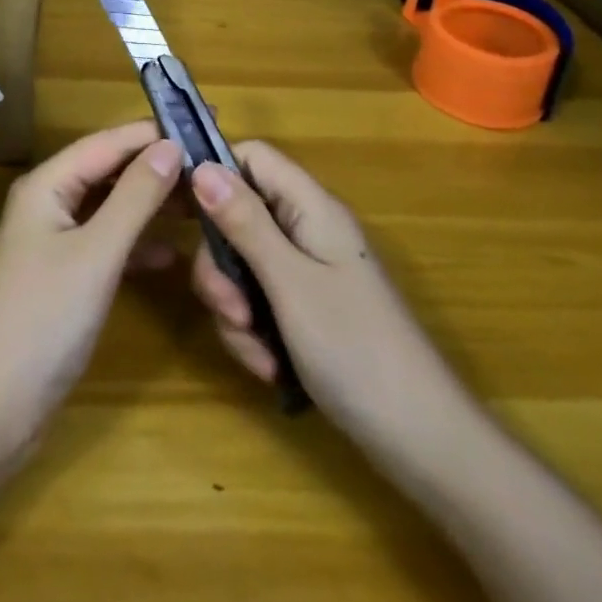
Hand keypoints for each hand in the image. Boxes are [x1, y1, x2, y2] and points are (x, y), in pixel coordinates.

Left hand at [0, 122, 182, 441]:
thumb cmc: (44, 319)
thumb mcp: (97, 253)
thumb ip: (135, 197)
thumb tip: (172, 146)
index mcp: (48, 184)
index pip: (108, 142)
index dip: (153, 133)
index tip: (204, 126)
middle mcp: (50, 201)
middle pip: (109, 170)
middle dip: (156, 167)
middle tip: (213, 167)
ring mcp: (56, 239)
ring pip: (111, 207)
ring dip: (151, 204)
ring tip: (204, 204)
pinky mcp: (65, 275)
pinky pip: (108, 242)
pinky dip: (137, 243)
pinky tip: (172, 254)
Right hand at [190, 141, 463, 454]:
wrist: (423, 443)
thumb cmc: (356, 349)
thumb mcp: (289, 282)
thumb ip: (244, 222)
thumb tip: (200, 166)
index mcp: (311, 208)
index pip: (252, 158)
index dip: (213, 173)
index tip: (178, 211)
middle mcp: (307, 230)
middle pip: (238, 216)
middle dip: (221, 265)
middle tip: (229, 309)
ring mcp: (308, 271)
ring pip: (243, 265)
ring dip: (235, 308)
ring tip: (256, 351)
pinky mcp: (306, 309)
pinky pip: (259, 302)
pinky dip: (253, 332)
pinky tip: (268, 367)